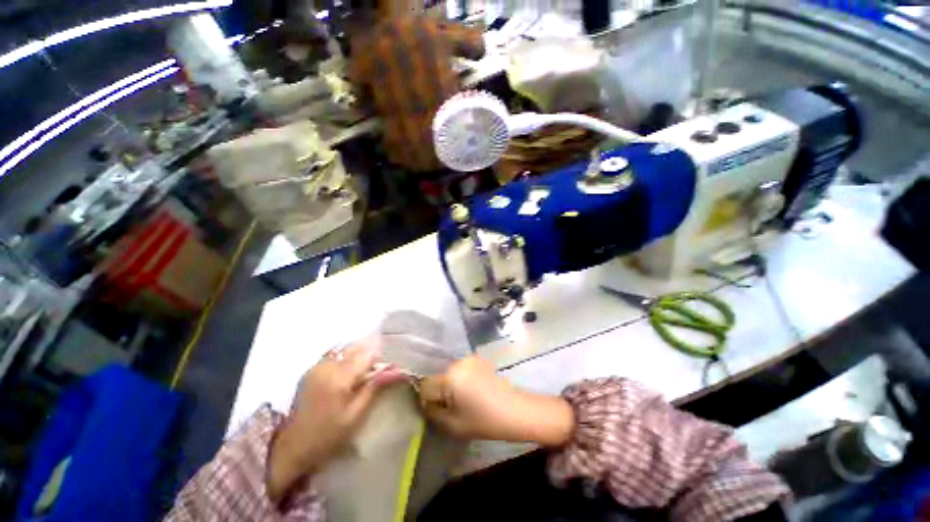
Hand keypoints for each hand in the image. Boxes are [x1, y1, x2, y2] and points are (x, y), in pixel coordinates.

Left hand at [267, 342, 405, 503]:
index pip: (367, 354)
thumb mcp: (355, 415)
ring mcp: (316, 366)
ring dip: (357, 354)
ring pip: (345, 349)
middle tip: (376, 369)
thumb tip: (395, 369)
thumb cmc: (328, 435)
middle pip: (355, 348)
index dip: (380, 357)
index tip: (387, 367)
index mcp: (339, 378)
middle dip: (369, 354)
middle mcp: (327, 366)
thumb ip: (374, 388)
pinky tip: (348, 370)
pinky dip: (345, 357)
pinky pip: (334, 355)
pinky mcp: (311, 369)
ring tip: (363, 370)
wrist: (292, 447)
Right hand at [419, 357, 573, 446]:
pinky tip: (473, 391)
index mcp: (450, 377)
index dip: (426, 399)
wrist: (514, 410)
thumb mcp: (452, 425)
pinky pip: (461, 369)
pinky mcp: (478, 359)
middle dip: (440, 392)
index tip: (436, 411)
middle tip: (451, 408)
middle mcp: (458, 363)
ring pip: (449, 373)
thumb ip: (432, 413)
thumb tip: (425, 404)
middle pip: (438, 378)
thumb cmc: (484, 421)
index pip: (425, 385)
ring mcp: (469, 359)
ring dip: (451, 385)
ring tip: (464, 399)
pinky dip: (461, 379)